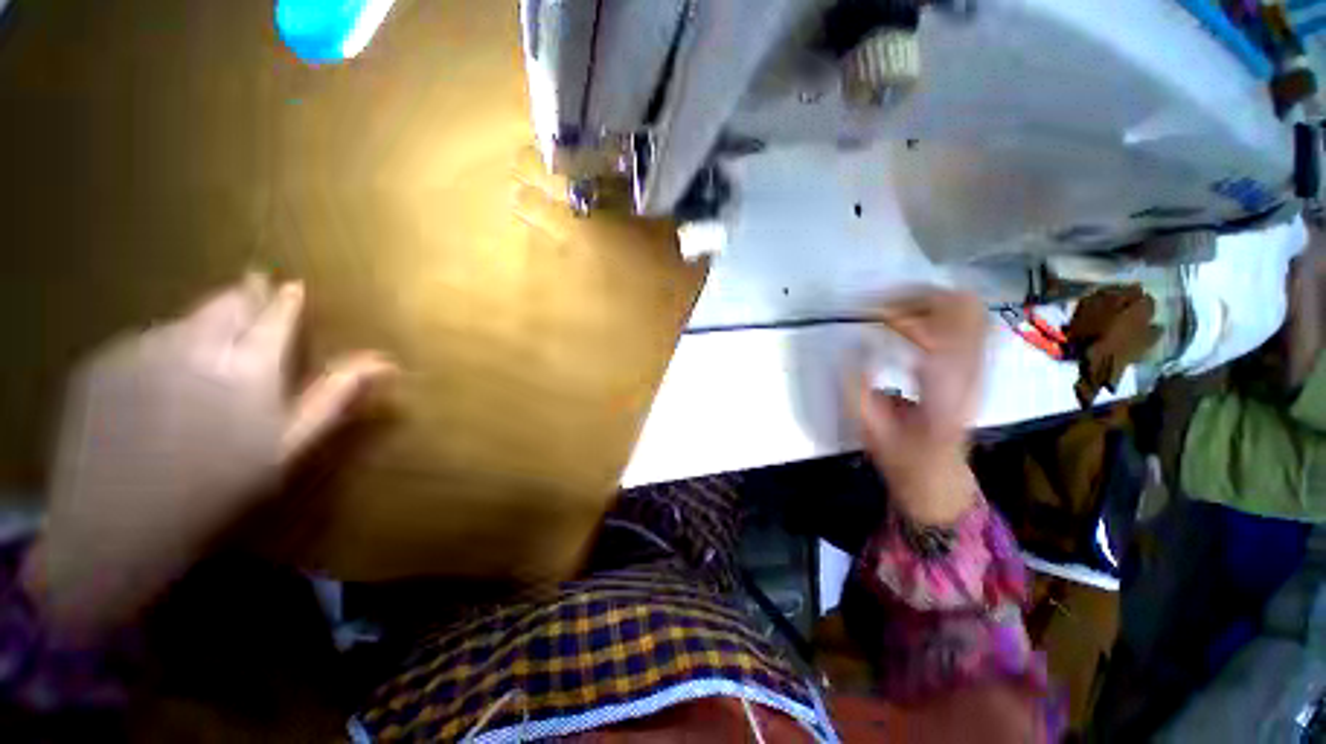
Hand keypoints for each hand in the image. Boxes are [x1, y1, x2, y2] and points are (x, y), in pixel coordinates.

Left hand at [23, 274, 395, 639]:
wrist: (115, 528)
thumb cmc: (218, 490)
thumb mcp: (288, 447)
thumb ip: (333, 396)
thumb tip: (384, 363)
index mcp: (249, 366)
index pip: (275, 315)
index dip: (286, 300)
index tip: (292, 286)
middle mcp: (195, 344)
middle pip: (227, 301)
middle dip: (245, 296)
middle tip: (253, 297)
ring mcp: (141, 348)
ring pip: (185, 318)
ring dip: (205, 323)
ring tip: (208, 350)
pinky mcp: (102, 361)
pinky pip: (145, 340)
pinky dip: (164, 347)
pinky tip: (160, 384)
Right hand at [855, 289, 986, 524]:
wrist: (938, 473)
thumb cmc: (900, 453)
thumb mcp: (868, 424)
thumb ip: (858, 382)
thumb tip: (854, 342)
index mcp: (941, 391)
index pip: (936, 332)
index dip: (898, 313)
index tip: (866, 312)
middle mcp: (970, 373)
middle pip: (962, 309)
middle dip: (917, 296)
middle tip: (881, 303)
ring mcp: (981, 367)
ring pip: (972, 309)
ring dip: (931, 299)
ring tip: (895, 305)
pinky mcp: (979, 366)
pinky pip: (973, 321)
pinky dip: (944, 308)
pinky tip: (916, 315)